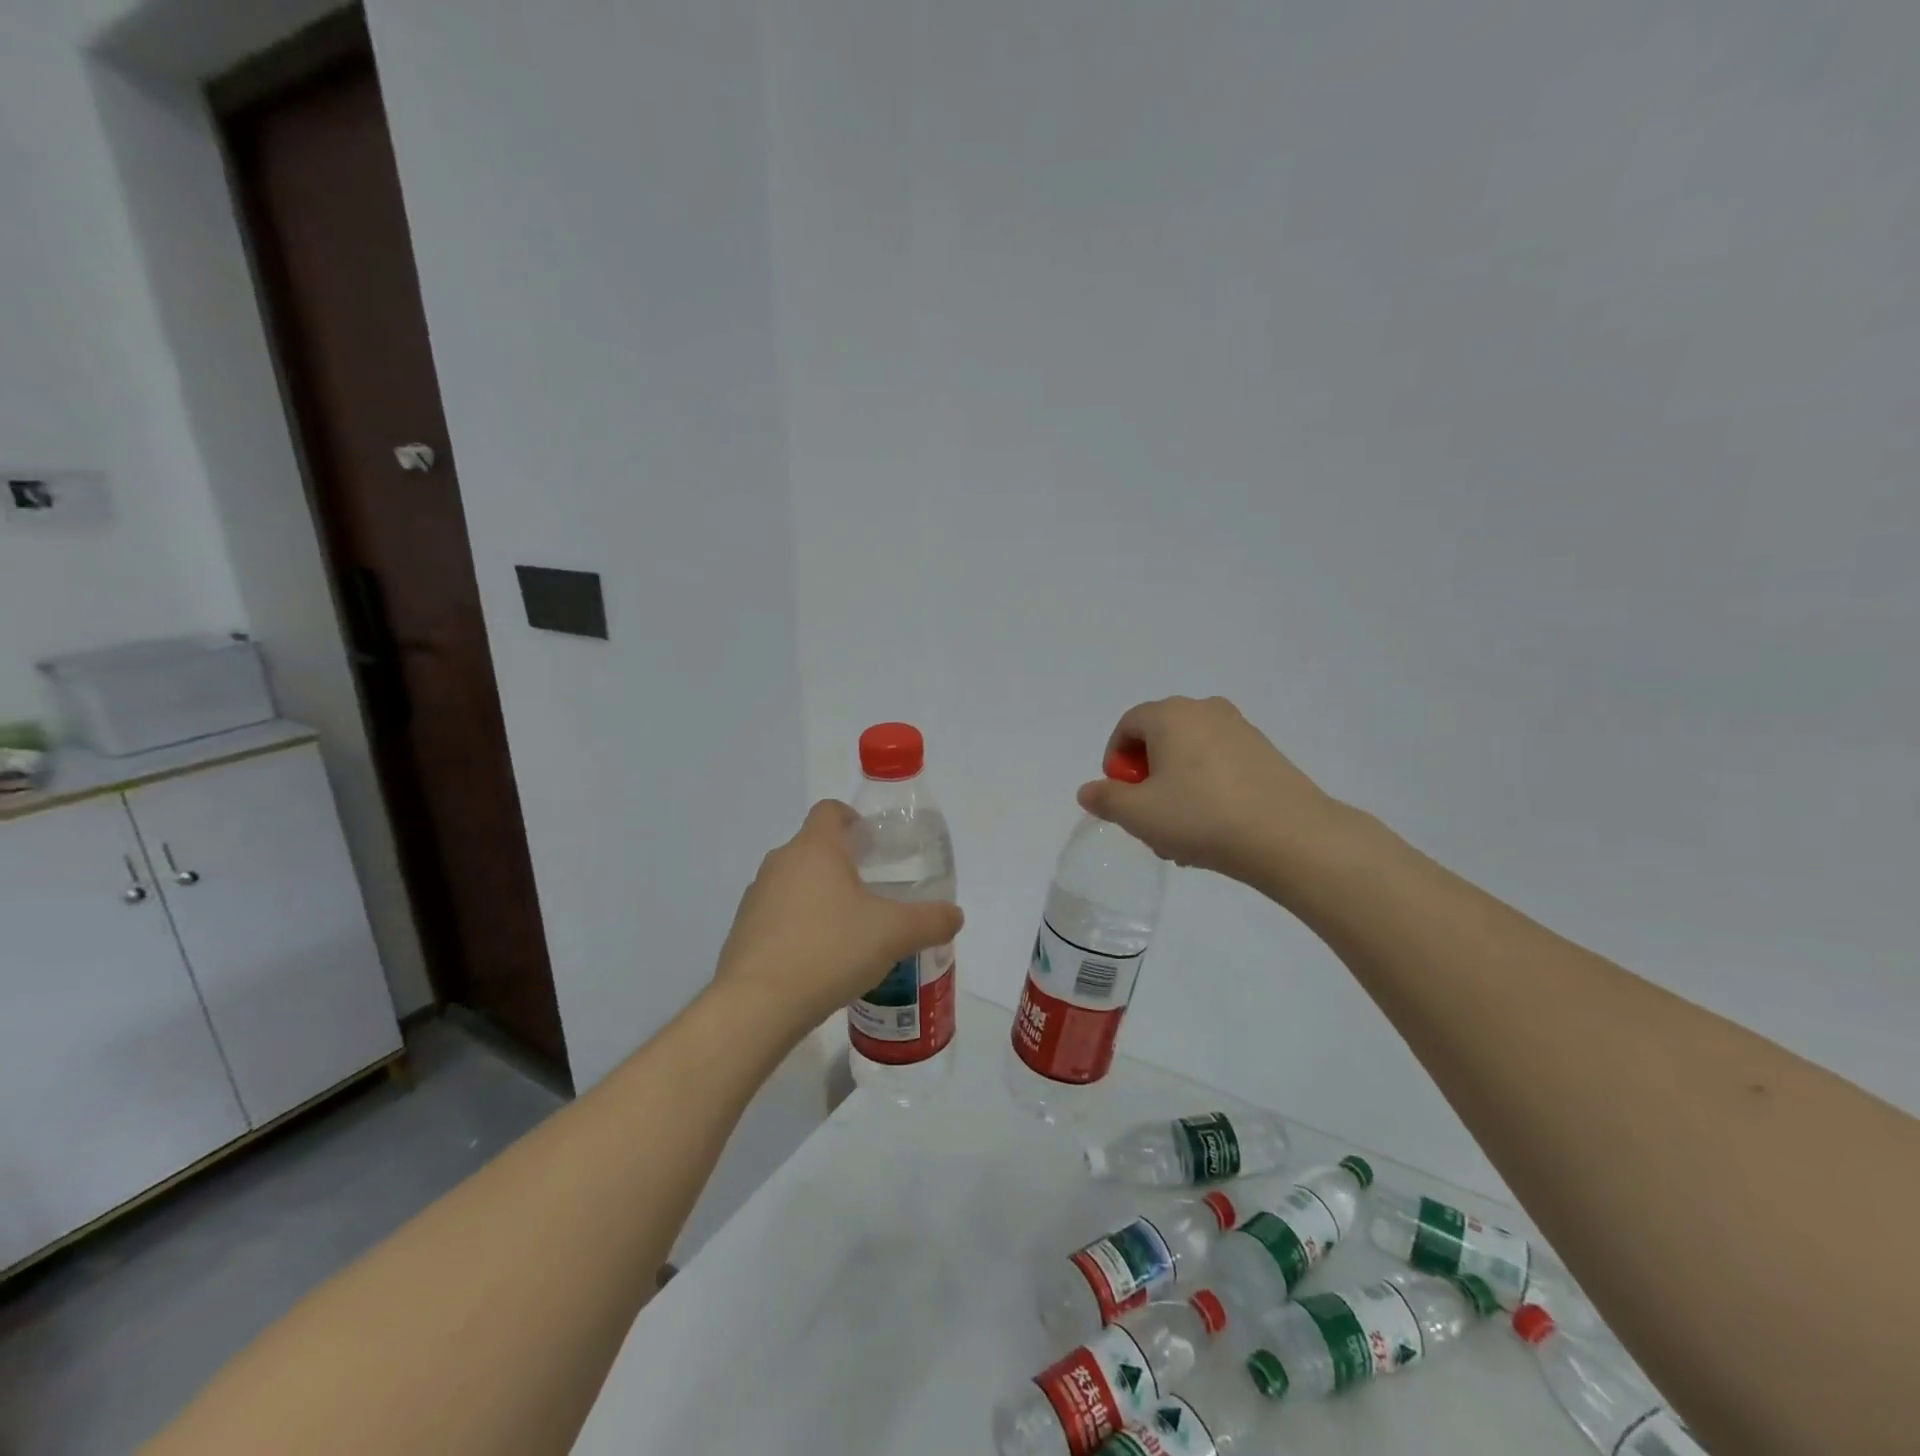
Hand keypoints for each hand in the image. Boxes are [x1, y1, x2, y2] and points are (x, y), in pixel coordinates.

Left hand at [714, 801, 963, 1033]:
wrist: (757, 1005)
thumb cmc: (830, 950)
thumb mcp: (894, 934)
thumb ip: (931, 920)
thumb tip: (954, 915)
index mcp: (814, 849)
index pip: (830, 811)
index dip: (853, 820)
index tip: (874, 846)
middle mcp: (780, 863)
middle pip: (814, 848)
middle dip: (843, 865)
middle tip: (874, 893)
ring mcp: (756, 897)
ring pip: (795, 883)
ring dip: (820, 898)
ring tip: (849, 932)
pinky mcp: (743, 931)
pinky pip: (778, 916)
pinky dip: (799, 927)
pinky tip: (820, 960)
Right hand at [1076, 696, 1348, 891]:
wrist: (1289, 835)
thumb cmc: (1200, 816)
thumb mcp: (1138, 814)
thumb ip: (1105, 799)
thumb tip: (1088, 791)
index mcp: (1171, 715)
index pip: (1128, 725)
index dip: (1115, 761)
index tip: (1119, 796)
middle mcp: (1205, 711)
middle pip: (1160, 740)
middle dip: (1146, 779)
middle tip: (1147, 818)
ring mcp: (1240, 730)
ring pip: (1190, 756)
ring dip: (1175, 789)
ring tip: (1179, 835)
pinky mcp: (1265, 754)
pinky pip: (1219, 766)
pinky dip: (1206, 790)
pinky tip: (1211, 829)